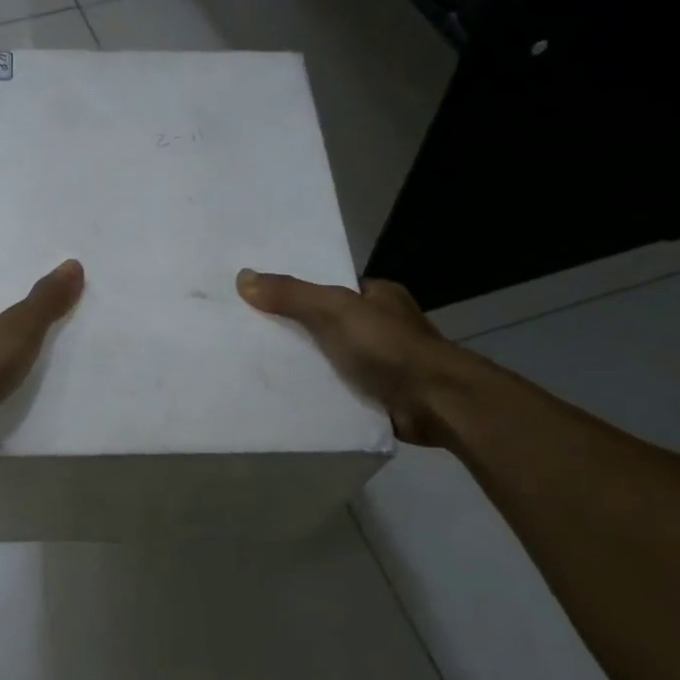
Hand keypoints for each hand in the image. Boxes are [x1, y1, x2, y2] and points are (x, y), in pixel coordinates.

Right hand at [237, 268, 464, 445]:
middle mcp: (383, 326)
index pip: (332, 288)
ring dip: (307, 364)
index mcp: (379, 296)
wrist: (435, 402)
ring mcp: (384, 362)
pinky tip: (288, 396)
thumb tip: (243, 277)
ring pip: (333, 358)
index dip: (298, 292)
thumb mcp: (334, 311)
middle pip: (328, 324)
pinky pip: (340, 388)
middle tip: (252, 336)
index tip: (262, 300)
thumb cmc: (388, 347)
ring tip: (259, 367)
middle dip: (297, 330)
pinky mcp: (380, 395)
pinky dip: (320, 391)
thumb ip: (292, 295)